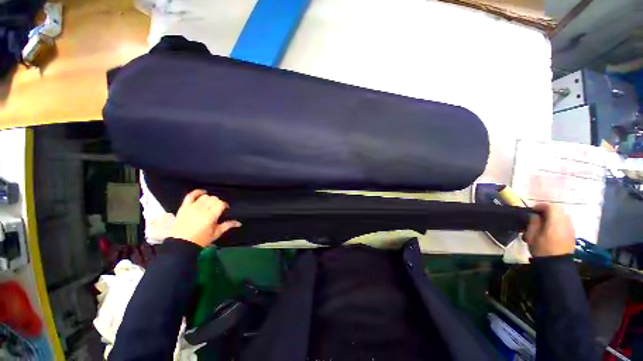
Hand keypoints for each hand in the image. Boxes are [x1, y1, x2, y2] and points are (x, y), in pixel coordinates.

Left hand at [168, 190, 240, 246]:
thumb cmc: (201, 240)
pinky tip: (202, 192)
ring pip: (205, 197)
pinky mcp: (184, 207)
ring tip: (210, 204)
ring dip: (210, 199)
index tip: (225, 209)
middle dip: (218, 202)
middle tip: (218, 209)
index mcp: (211, 216)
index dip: (225, 205)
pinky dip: (197, 192)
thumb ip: (228, 225)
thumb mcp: (216, 233)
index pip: (221, 204)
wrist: (181, 244)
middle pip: (214, 199)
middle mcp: (202, 209)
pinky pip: (191, 195)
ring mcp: (192, 207)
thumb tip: (239, 223)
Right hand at [524, 203, 574, 256]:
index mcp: (556, 221)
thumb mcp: (532, 235)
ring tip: (544, 223)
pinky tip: (551, 230)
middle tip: (538, 216)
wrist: (557, 265)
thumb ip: (533, 222)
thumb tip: (534, 215)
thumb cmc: (542, 249)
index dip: (541, 206)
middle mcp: (566, 222)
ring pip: (563, 216)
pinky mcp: (573, 234)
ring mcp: (571, 228)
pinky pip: (566, 223)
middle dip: (548, 211)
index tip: (532, 210)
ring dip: (554, 217)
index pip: (551, 206)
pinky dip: (559, 223)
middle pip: (558, 210)